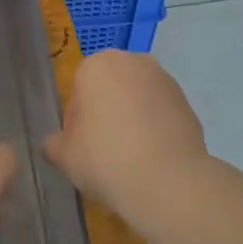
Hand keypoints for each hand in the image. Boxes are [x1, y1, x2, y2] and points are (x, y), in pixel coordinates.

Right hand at [43, 51, 208, 218]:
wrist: (167, 181)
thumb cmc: (105, 159)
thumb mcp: (63, 155)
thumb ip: (54, 144)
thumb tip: (55, 144)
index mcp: (97, 65)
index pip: (77, 90)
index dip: (76, 121)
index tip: (81, 145)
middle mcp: (134, 62)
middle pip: (109, 89)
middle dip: (105, 113)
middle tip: (103, 150)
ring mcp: (165, 80)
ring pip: (136, 99)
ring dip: (131, 119)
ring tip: (130, 157)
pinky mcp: (188, 102)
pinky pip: (160, 113)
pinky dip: (154, 129)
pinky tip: (151, 157)